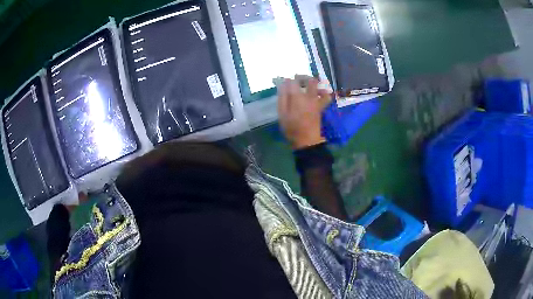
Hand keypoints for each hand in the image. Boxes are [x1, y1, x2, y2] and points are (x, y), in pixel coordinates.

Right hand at [277, 77, 331, 149]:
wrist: (306, 140)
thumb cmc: (291, 128)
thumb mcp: (282, 113)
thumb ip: (282, 97)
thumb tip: (283, 85)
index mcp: (297, 97)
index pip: (293, 81)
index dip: (288, 80)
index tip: (283, 82)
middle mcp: (309, 96)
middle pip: (310, 80)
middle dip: (303, 77)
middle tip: (297, 79)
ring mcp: (317, 101)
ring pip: (320, 87)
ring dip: (314, 83)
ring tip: (308, 84)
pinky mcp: (321, 106)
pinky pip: (326, 97)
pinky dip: (324, 93)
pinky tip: (319, 93)